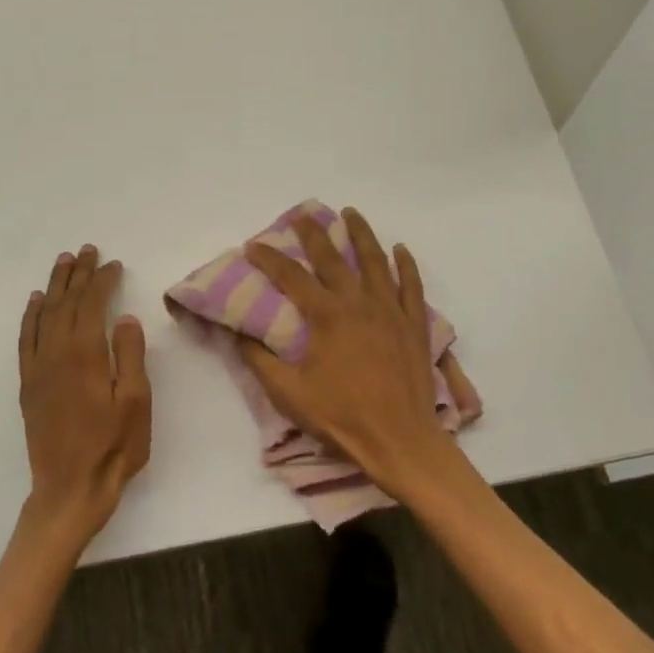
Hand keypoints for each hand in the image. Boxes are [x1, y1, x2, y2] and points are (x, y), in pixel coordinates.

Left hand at [17, 246, 152, 543]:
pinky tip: (35, 302)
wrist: (70, 488)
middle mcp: (56, 354)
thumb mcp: (136, 402)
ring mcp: (38, 369)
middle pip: (66, 303)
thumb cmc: (114, 446)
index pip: (92, 305)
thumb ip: (130, 356)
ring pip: (44, 315)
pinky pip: (26, 339)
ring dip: (54, 286)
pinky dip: (31, 316)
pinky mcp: (29, 384)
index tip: (113, 264)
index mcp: (86, 355)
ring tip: (63, 263)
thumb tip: (125, 319)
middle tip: (87, 250)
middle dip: (78, 274)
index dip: (102, 281)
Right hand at [239, 208, 474, 501]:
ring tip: (351, 213)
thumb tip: (239, 334)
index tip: (253, 246)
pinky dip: (406, 265)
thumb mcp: (289, 393)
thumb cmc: (341, 417)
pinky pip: (412, 285)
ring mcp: (391, 310)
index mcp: (327, 316)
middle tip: (302, 214)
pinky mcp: (415, 324)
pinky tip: (400, 250)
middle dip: (314, 233)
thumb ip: (261, 360)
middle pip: (333, 257)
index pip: (291, 277)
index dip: (269, 258)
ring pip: (376, 261)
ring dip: (362, 234)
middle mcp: (359, 302)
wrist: (399, 438)